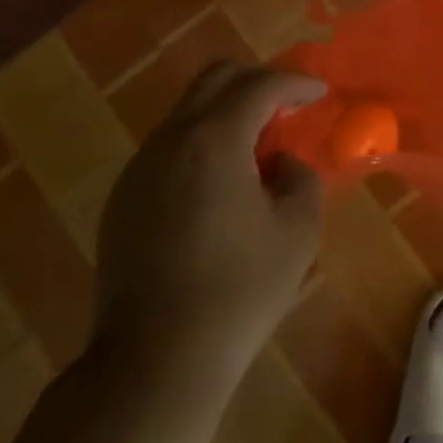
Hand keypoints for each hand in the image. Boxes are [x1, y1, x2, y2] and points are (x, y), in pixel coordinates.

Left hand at [92, 63, 323, 377]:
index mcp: (215, 139)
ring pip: (189, 111)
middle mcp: (172, 139)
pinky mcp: (122, 198)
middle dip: (257, 82)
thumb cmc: (237, 292)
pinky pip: (170, 147)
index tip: (320, 93)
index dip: (296, 83)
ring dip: (226, 113)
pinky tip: (219, 186)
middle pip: (216, 78)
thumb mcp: (298, 232)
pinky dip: (201, 144)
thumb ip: (301, 178)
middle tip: (287, 107)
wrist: (153, 363)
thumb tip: (280, 163)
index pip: (261, 85)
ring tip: (256, 150)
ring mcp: (140, 167)